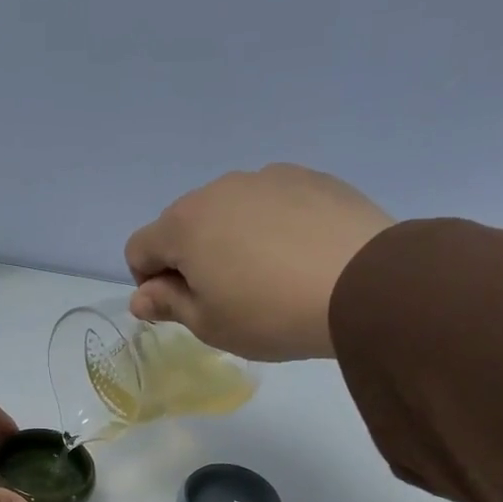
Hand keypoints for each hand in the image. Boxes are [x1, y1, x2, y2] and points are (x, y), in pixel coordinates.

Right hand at [123, 164, 395, 361]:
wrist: (363, 284)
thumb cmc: (269, 313)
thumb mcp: (209, 324)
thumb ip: (168, 305)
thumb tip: (141, 297)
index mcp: (185, 224)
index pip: (139, 247)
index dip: (149, 282)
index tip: (179, 307)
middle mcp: (219, 188)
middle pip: (183, 224)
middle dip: (189, 258)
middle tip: (224, 298)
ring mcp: (268, 177)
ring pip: (229, 211)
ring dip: (230, 240)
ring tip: (267, 278)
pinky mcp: (310, 178)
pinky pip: (272, 203)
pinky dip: (270, 227)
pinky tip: (298, 258)